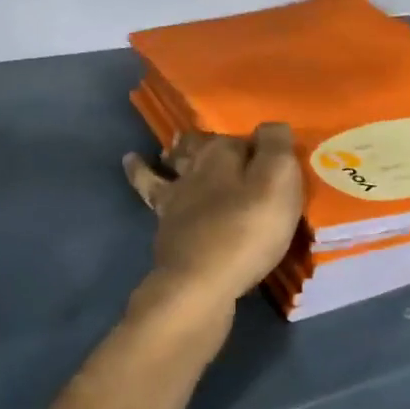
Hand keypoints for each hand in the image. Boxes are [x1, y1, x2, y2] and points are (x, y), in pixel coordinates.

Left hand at [122, 124, 304, 327]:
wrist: (200, 283)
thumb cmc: (247, 230)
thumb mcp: (277, 183)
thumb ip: (277, 148)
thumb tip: (271, 126)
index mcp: (223, 154)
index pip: (242, 137)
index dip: (255, 141)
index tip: (268, 147)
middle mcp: (196, 168)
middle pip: (200, 146)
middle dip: (206, 140)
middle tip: (209, 139)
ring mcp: (175, 198)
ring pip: (173, 165)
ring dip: (173, 153)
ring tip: (169, 149)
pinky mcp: (165, 227)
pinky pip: (150, 191)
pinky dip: (139, 173)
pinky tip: (132, 164)